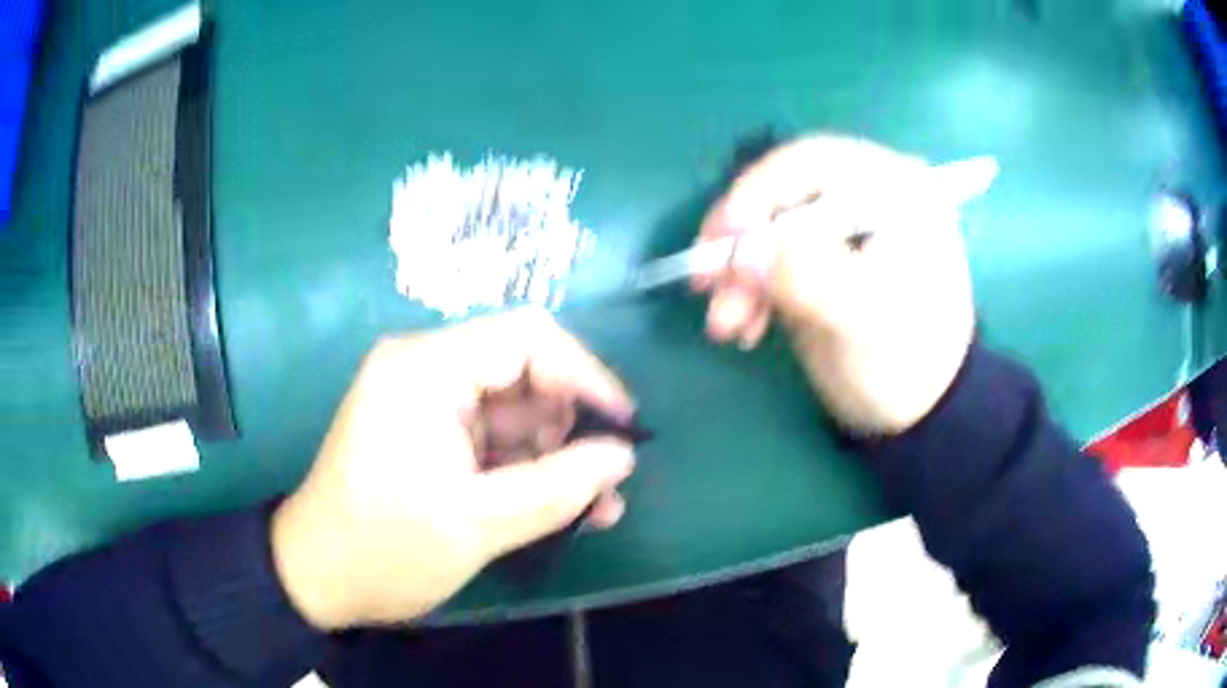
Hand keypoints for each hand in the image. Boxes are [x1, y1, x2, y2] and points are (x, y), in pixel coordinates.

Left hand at [271, 309, 635, 628]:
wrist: (318, 578)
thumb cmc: (385, 548)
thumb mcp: (478, 523)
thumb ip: (559, 487)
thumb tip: (623, 455)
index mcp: (425, 369)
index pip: (526, 338)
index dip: (585, 375)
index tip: (623, 426)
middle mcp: (425, 370)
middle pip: (523, 374)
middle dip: (571, 426)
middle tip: (608, 480)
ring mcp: (426, 403)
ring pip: (514, 412)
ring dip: (556, 455)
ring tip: (596, 507)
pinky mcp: (428, 435)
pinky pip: (493, 439)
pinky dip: (528, 470)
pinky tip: (563, 509)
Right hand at [694, 134, 996, 433]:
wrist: (920, 410)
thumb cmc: (909, 360)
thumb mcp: (865, 320)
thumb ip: (809, 277)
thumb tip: (743, 250)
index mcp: (896, 190)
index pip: (814, 161)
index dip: (761, 189)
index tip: (724, 235)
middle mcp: (867, 195)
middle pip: (783, 195)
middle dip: (742, 244)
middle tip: (705, 286)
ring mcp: (841, 228)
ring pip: (769, 229)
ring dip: (738, 275)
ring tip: (724, 326)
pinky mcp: (822, 257)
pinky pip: (770, 258)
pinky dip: (750, 290)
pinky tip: (744, 327)